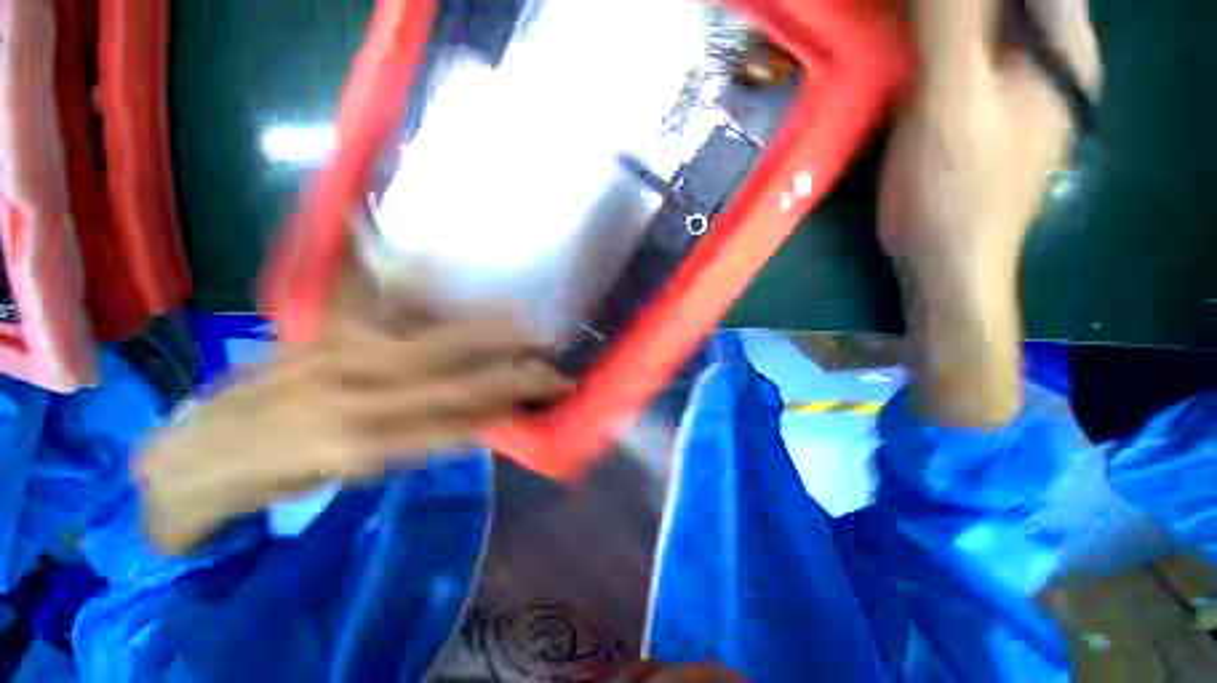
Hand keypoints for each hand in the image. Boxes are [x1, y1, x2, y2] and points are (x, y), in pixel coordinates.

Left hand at [137, 292, 569, 553]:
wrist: (193, 451)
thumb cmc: (268, 484)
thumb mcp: (346, 479)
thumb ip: (415, 442)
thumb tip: (478, 420)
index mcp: (357, 441)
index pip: (462, 416)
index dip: (513, 402)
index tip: (552, 391)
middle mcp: (353, 390)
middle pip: (458, 373)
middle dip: (515, 365)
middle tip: (554, 357)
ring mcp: (338, 351)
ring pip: (436, 338)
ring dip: (491, 333)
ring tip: (530, 327)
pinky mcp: (324, 329)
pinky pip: (393, 307)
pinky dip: (433, 296)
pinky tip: (458, 286)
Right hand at [880, 0, 1099, 277]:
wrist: (945, 261)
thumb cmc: (953, 191)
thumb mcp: (951, 103)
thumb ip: (952, 24)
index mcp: (1061, 43)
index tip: (925, 6)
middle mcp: (1049, 53)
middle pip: (1007, 1)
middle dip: (949, 5)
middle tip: (902, 12)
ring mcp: (1017, 82)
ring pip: (987, 20)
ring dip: (939, 16)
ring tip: (897, 22)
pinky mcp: (985, 106)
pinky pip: (965, 50)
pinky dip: (934, 39)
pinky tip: (903, 47)